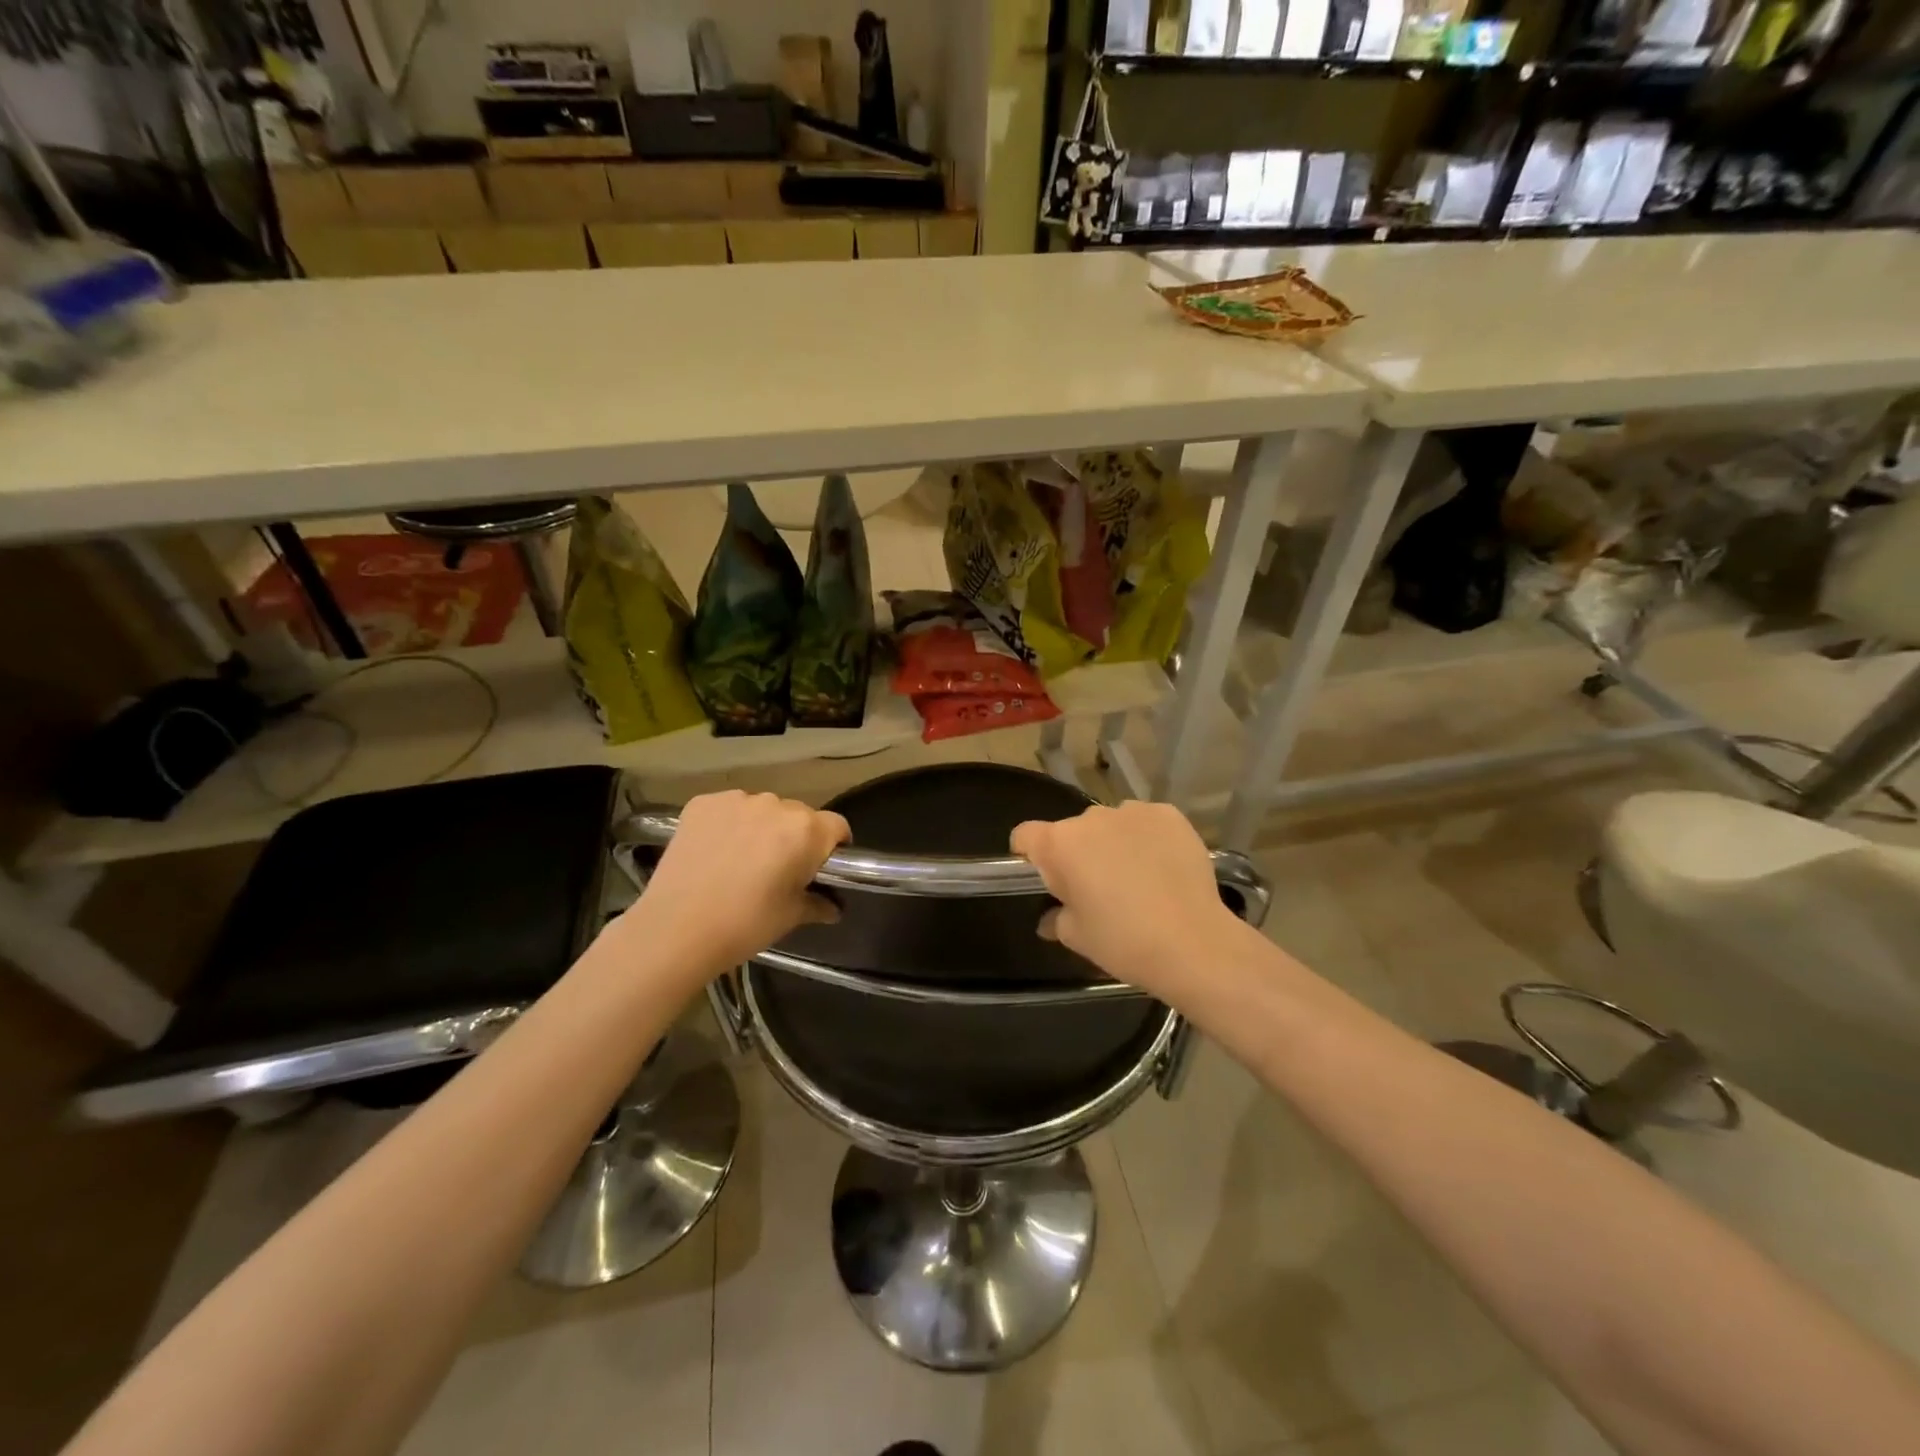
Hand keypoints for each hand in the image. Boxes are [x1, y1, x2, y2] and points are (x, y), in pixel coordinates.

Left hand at [627, 790, 849, 976]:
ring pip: (762, 809)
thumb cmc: (745, 924)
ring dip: (761, 827)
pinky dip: (729, 824)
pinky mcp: (702, 803)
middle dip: (795, 836)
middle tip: (779, 868)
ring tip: (742, 860)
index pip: (837, 826)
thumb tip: (833, 907)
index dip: (834, 845)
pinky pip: (729, 808)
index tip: (823, 866)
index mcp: (806, 830)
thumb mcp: (790, 917)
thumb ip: (817, 904)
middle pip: (798, 815)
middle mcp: (776, 805)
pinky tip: (716, 851)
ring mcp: (736, 800)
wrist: (676, 928)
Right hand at [1011, 801, 1247, 1006]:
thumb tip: (1051, 918)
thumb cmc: (1123, 942)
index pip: (1025, 836)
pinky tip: (1163, 869)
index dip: (1028, 855)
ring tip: (1136, 879)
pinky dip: (1148, 839)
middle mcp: (1091, 817)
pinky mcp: (1169, 815)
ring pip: (1111, 825)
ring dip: (1113, 844)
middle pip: (1072, 831)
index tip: (1045, 879)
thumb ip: (1056, 919)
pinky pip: (1146, 823)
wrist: (1193, 943)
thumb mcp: (1076, 937)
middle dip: (1078, 853)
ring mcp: (1133, 812)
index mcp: (1059, 844)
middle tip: (1096, 889)